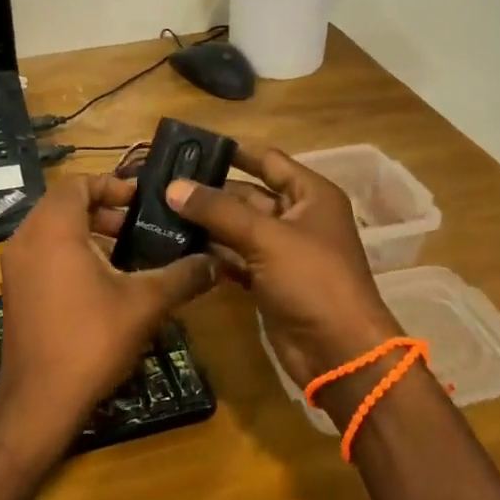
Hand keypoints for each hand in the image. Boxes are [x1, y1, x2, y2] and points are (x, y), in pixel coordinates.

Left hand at [0, 174, 215, 468]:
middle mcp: (26, 239)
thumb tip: (215, 262)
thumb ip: (182, 276)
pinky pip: (43, 254)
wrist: (39, 402)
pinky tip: (103, 282)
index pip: (77, 183)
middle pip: (64, 204)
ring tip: (127, 254)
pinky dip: (70, 254)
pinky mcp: (14, 291)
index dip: (112, 185)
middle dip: (103, 210)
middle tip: (138, 226)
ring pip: (52, 230)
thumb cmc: (91, 340)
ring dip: (88, 233)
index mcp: (53, 229)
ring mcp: (15, 267)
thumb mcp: (145, 304)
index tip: (142, 201)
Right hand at [162, 144, 399, 393]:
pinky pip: (235, 258)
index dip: (233, 152)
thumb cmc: (312, 280)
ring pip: (237, 228)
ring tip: (159, 212)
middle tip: (162, 184)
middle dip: (209, 191)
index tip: (191, 147)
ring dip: (205, 223)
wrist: (339, 352)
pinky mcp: (268, 281)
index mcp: (310, 195)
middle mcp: (297, 218)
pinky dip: (211, 253)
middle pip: (247, 195)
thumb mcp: (265, 237)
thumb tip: (173, 187)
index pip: (268, 161)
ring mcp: (282, 252)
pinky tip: (177, 247)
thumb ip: (217, 211)